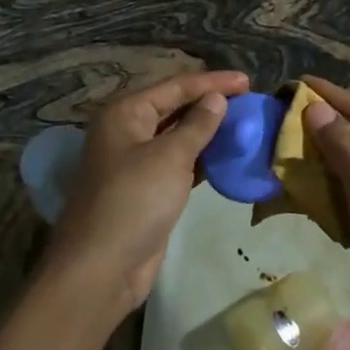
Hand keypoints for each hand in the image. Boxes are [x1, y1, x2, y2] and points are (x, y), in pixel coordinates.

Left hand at [45, 69, 247, 319]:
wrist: (101, 267)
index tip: (248, 81)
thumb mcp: (170, 157)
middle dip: (209, 103)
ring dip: (208, 131)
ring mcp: (134, 162)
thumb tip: (216, 99)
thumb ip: (197, 125)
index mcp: (125, 113)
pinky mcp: (146, 190)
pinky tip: (227, 156)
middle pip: (174, 108)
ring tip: (244, 123)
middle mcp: (127, 131)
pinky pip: (178, 163)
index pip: (175, 87)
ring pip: (177, 136)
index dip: (212, 82)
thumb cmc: (134, 200)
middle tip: (248, 100)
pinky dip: (202, 157)